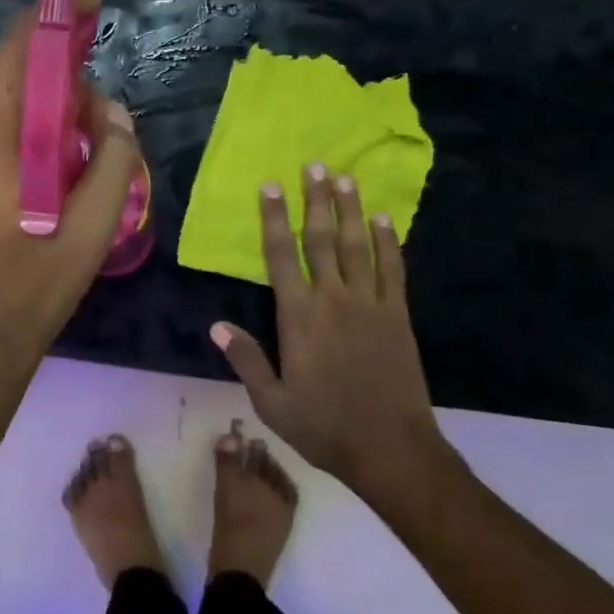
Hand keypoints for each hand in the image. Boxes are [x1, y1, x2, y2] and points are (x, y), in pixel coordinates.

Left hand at [0, 0, 138, 368]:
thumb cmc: (36, 284)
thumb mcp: (95, 227)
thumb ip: (115, 160)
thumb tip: (114, 113)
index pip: (18, 55)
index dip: (54, 22)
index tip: (86, 3)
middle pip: (20, 90)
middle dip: (66, 99)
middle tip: (103, 138)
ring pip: (8, 120)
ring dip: (48, 131)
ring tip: (78, 178)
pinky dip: (25, 150)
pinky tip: (46, 192)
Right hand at [211, 165, 456, 498]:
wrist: (390, 448)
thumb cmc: (324, 426)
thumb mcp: (272, 401)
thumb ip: (246, 359)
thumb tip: (215, 326)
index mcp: (299, 317)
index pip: (281, 256)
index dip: (273, 219)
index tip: (269, 187)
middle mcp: (334, 299)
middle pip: (322, 239)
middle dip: (315, 200)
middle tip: (313, 165)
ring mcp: (370, 304)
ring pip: (358, 246)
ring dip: (350, 209)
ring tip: (345, 177)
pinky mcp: (397, 315)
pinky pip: (392, 269)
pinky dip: (388, 241)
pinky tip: (384, 219)